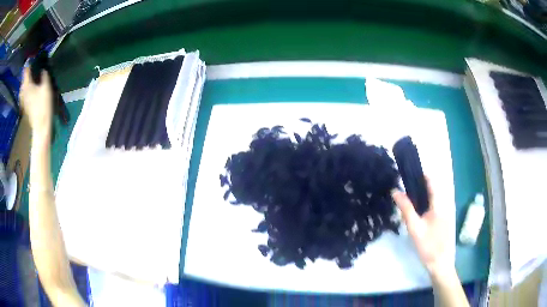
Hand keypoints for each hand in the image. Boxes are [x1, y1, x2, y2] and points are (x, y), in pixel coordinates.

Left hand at [20, 67, 52, 139]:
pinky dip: (25, 90)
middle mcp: (23, 91)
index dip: (29, 63)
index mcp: (27, 85)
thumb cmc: (43, 105)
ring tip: (31, 80)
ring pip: (22, 88)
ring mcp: (22, 100)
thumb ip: (44, 76)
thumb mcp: (46, 87)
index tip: (33, 58)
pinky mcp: (24, 106)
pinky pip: (23, 95)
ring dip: (26, 83)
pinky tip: (29, 91)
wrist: (40, 126)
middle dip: (27, 74)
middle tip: (32, 69)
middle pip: (23, 79)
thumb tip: (43, 69)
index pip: (26, 70)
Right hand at [392, 177, 452, 275]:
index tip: (409, 172)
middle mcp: (442, 205)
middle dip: (418, 185)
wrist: (439, 262)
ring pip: (431, 199)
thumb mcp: (415, 228)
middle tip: (403, 186)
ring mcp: (443, 213)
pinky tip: (415, 212)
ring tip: (406, 197)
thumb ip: (406, 209)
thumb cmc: (427, 245)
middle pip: (430, 190)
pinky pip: (432, 207)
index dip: (421, 174)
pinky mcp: (441, 221)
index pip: (431, 182)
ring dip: (420, 196)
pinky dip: (423, 205)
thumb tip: (395, 191)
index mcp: (438, 204)